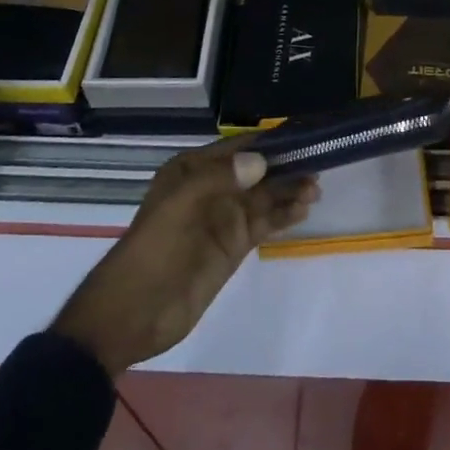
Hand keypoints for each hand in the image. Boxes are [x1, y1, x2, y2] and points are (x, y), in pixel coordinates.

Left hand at [52, 139, 316, 373]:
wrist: (131, 314)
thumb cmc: (152, 250)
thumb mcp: (180, 206)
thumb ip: (220, 178)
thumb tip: (262, 161)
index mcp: (192, 170)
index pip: (237, 147)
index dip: (268, 141)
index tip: (302, 135)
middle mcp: (211, 188)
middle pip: (256, 171)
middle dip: (285, 167)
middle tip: (317, 165)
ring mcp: (223, 218)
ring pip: (264, 197)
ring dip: (289, 191)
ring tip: (315, 190)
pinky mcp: (233, 246)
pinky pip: (264, 223)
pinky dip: (284, 215)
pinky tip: (303, 210)